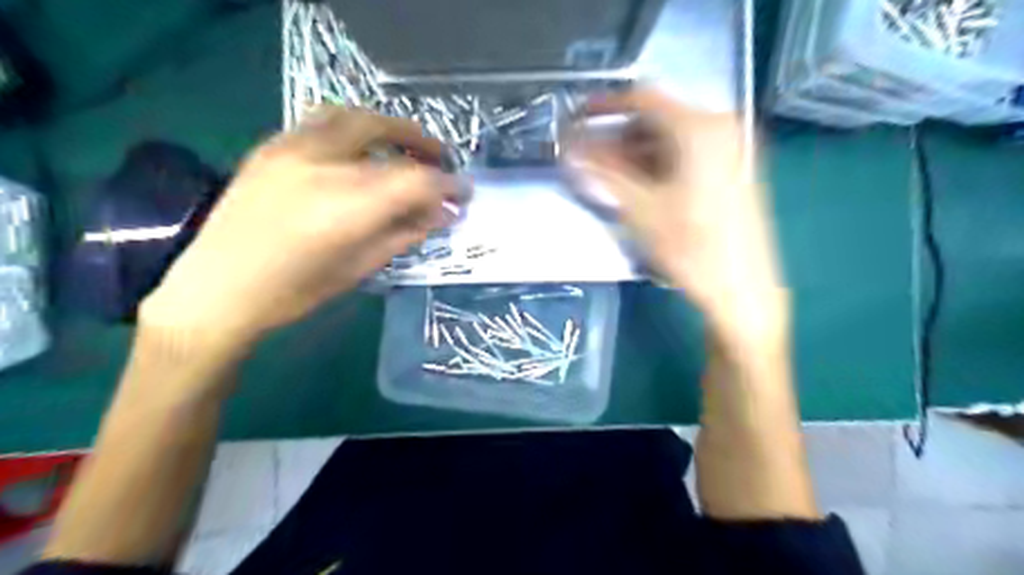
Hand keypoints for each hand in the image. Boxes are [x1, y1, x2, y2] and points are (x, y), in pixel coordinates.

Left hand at [141, 105, 462, 350]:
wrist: (215, 290)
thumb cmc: (293, 292)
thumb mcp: (359, 268)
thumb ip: (404, 233)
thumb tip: (442, 215)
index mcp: (344, 206)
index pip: (414, 180)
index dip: (447, 185)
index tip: (464, 194)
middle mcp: (320, 165)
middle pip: (385, 130)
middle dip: (422, 143)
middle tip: (441, 162)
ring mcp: (290, 148)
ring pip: (353, 116)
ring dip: (388, 127)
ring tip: (404, 148)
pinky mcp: (270, 146)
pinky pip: (322, 121)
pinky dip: (354, 128)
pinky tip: (361, 151)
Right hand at [573, 89, 785, 349]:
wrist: (743, 289)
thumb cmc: (693, 248)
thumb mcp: (640, 208)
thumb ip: (601, 172)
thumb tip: (570, 148)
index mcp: (700, 128)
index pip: (642, 98)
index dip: (604, 106)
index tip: (576, 117)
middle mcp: (720, 128)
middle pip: (656, 119)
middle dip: (617, 137)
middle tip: (588, 158)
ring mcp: (730, 149)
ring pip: (669, 139)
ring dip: (634, 154)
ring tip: (607, 178)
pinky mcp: (731, 171)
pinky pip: (685, 155)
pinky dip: (656, 166)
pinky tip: (638, 188)